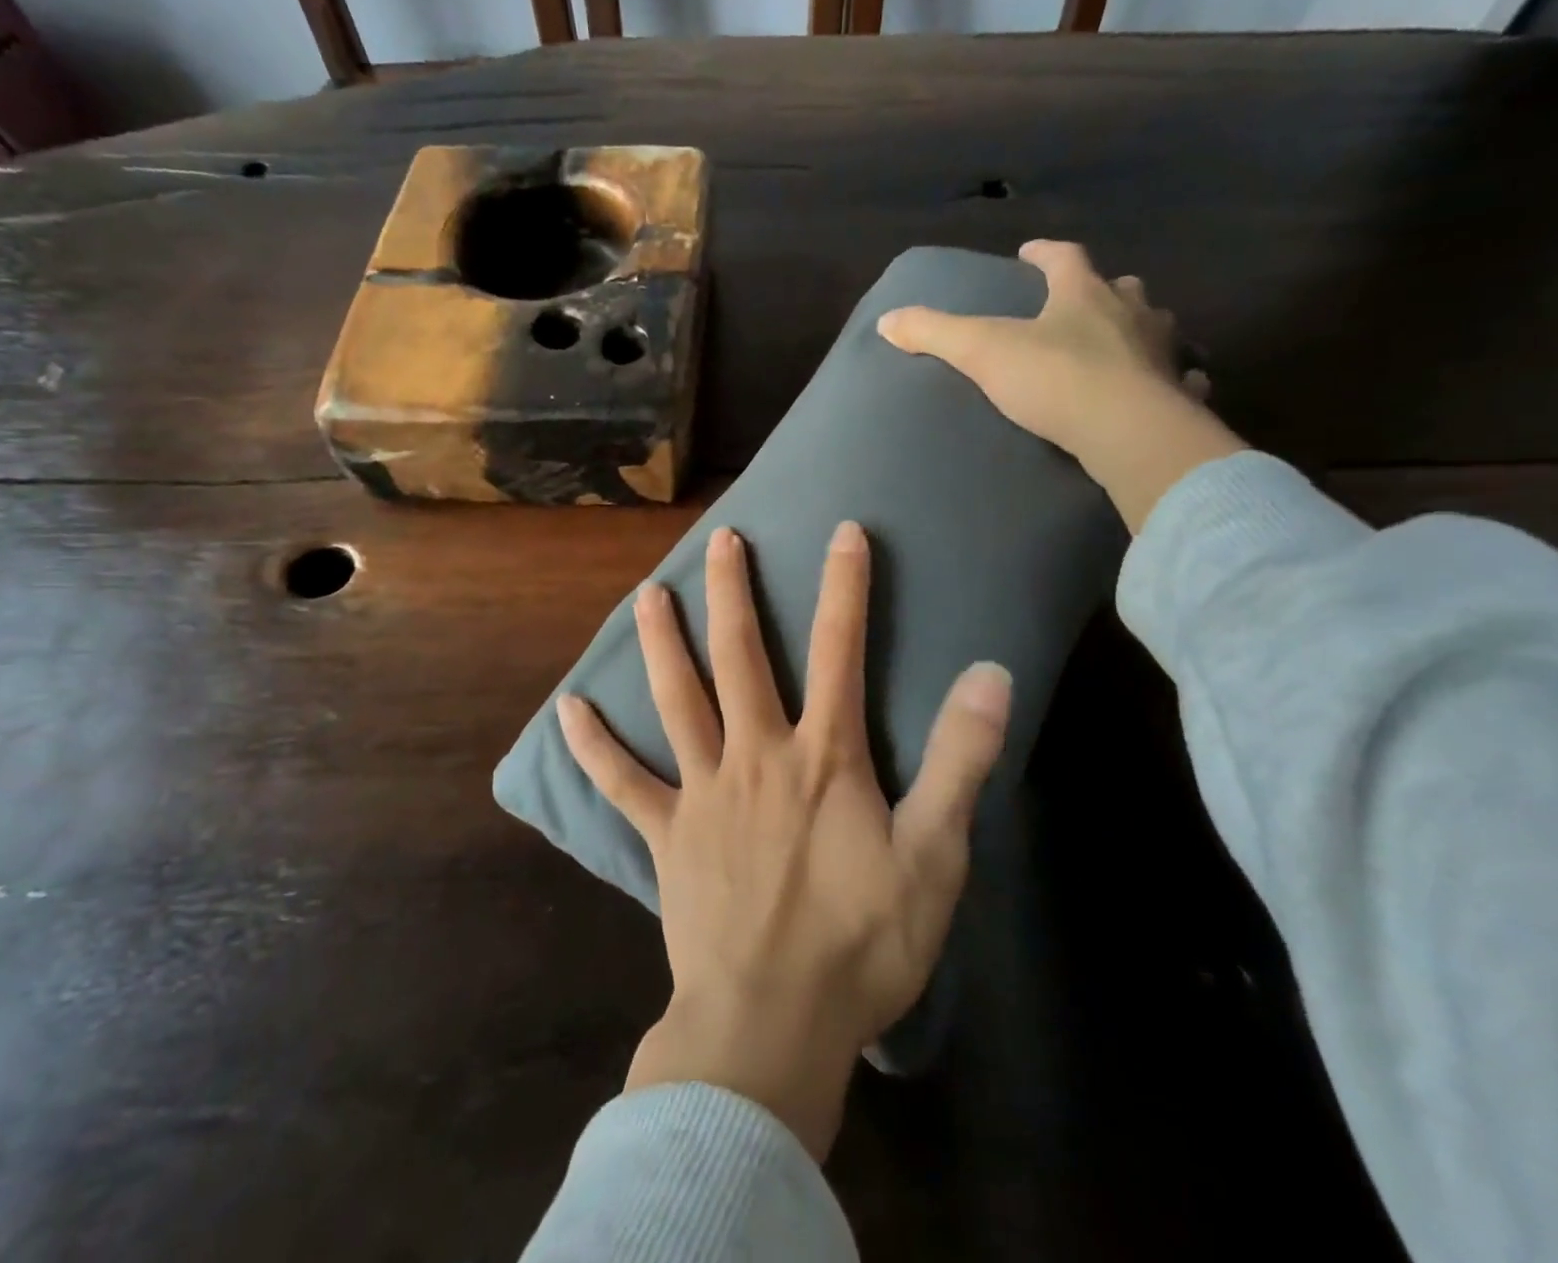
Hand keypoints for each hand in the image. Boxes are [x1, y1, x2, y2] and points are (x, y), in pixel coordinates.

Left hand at [558, 522, 1011, 1158]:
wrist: (773, 1025)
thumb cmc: (861, 943)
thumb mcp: (934, 855)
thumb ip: (959, 761)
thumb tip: (989, 674)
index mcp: (822, 757)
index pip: (840, 650)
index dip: (845, 587)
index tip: (843, 532)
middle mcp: (755, 755)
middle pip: (741, 656)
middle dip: (734, 592)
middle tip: (722, 539)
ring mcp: (702, 791)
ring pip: (676, 700)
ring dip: (662, 643)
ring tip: (647, 594)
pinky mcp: (666, 834)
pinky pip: (622, 783)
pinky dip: (593, 747)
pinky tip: (568, 711)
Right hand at [877, 239, 1244, 533]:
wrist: (1126, 431)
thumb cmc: (1054, 379)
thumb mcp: (982, 351)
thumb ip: (934, 333)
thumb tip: (887, 321)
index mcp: (1084, 294)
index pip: (1065, 257)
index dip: (1044, 253)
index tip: (1029, 253)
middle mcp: (1130, 312)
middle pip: (1119, 287)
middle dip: (1100, 289)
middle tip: (1082, 300)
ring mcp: (1161, 352)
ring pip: (1155, 327)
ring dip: (1139, 328)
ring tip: (1123, 342)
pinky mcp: (1178, 393)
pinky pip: (1181, 377)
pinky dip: (1173, 377)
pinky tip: (1167, 387)